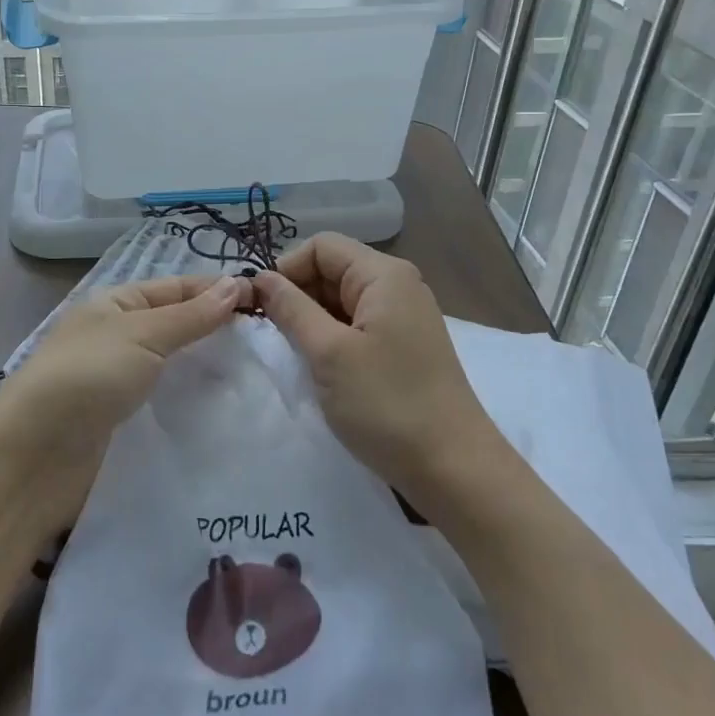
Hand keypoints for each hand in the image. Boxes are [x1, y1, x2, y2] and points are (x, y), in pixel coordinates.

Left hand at [0, 273, 249, 532]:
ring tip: (259, 372)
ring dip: (208, 367)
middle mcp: (118, 336)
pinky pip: (166, 400)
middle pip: (177, 325)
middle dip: (217, 329)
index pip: (178, 288)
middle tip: (270, 339)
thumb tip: (237, 283)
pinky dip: (193, 399)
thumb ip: (191, 314)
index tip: (266, 301)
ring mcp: (119, 380)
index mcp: (116, 303)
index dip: (218, 291)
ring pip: (174, 365)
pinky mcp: (123, 421)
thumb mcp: (142, 335)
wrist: (33, 459)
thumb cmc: (86, 378)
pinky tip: (226, 406)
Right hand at [254, 235, 501, 505]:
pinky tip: (322, 367)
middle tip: (273, 335)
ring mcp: (404, 316)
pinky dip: (333, 337)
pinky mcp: (404, 345)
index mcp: (384, 275)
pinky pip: (358, 324)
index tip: (261, 308)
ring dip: (313, 319)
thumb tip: (260, 277)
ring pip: (342, 299)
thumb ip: (291, 309)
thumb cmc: (387, 404)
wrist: (453, 469)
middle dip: (298, 295)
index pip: (321, 246)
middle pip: (333, 269)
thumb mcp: (329, 353)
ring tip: (296, 355)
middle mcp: (398, 285)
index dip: (286, 269)